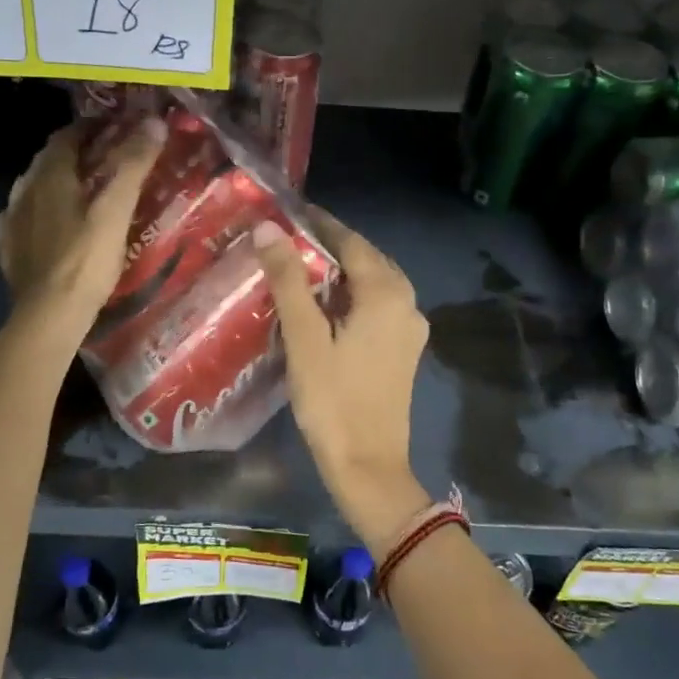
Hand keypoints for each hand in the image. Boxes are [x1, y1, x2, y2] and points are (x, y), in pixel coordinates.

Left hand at [0, 118, 165, 332]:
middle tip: (104, 155)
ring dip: (54, 180)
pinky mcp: (8, 249)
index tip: (115, 127)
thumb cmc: (86, 261)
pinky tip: (46, 222)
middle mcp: (24, 191)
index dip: (91, 127)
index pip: (67, 136)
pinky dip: (37, 211)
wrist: (49, 316)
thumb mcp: (116, 211)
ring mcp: (11, 221)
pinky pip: (20, 218)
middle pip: (48, 160)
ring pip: (32, 187)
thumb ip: (133, 165)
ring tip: (79, 188)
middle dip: (74, 151)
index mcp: (50, 177)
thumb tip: (153, 121)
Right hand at [252, 211, 431, 551]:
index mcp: (386, 293)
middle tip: (287, 239)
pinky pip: (378, 307)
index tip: (287, 212)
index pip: (350, 241)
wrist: (368, 466)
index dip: (319, 223)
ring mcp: (410, 328)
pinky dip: (351, 296)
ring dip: (340, 272)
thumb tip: (268, 227)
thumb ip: (288, 279)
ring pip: (373, 283)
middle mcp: (407, 302)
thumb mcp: (304, 337)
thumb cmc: (332, 400)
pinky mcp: (404, 349)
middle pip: (366, 259)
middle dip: (329, 246)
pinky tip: (323, 305)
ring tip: (298, 268)